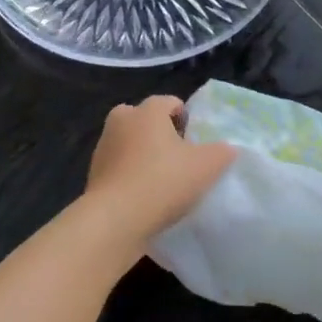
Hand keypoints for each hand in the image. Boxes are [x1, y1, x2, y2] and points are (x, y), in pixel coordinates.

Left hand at [82, 95, 236, 246]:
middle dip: (160, 134)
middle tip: (178, 158)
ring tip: (162, 181)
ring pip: (130, 143)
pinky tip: (144, 197)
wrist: (115, 219)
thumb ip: (222, 152)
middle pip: (145, 119)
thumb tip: (227, 148)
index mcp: (147, 111)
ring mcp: (103, 146)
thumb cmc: (163, 181)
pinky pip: (119, 167)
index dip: (186, 119)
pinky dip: (130, 175)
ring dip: (143, 155)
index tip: (196, 143)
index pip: (170, 102)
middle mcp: (121, 120)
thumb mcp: (207, 166)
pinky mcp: (94, 173)